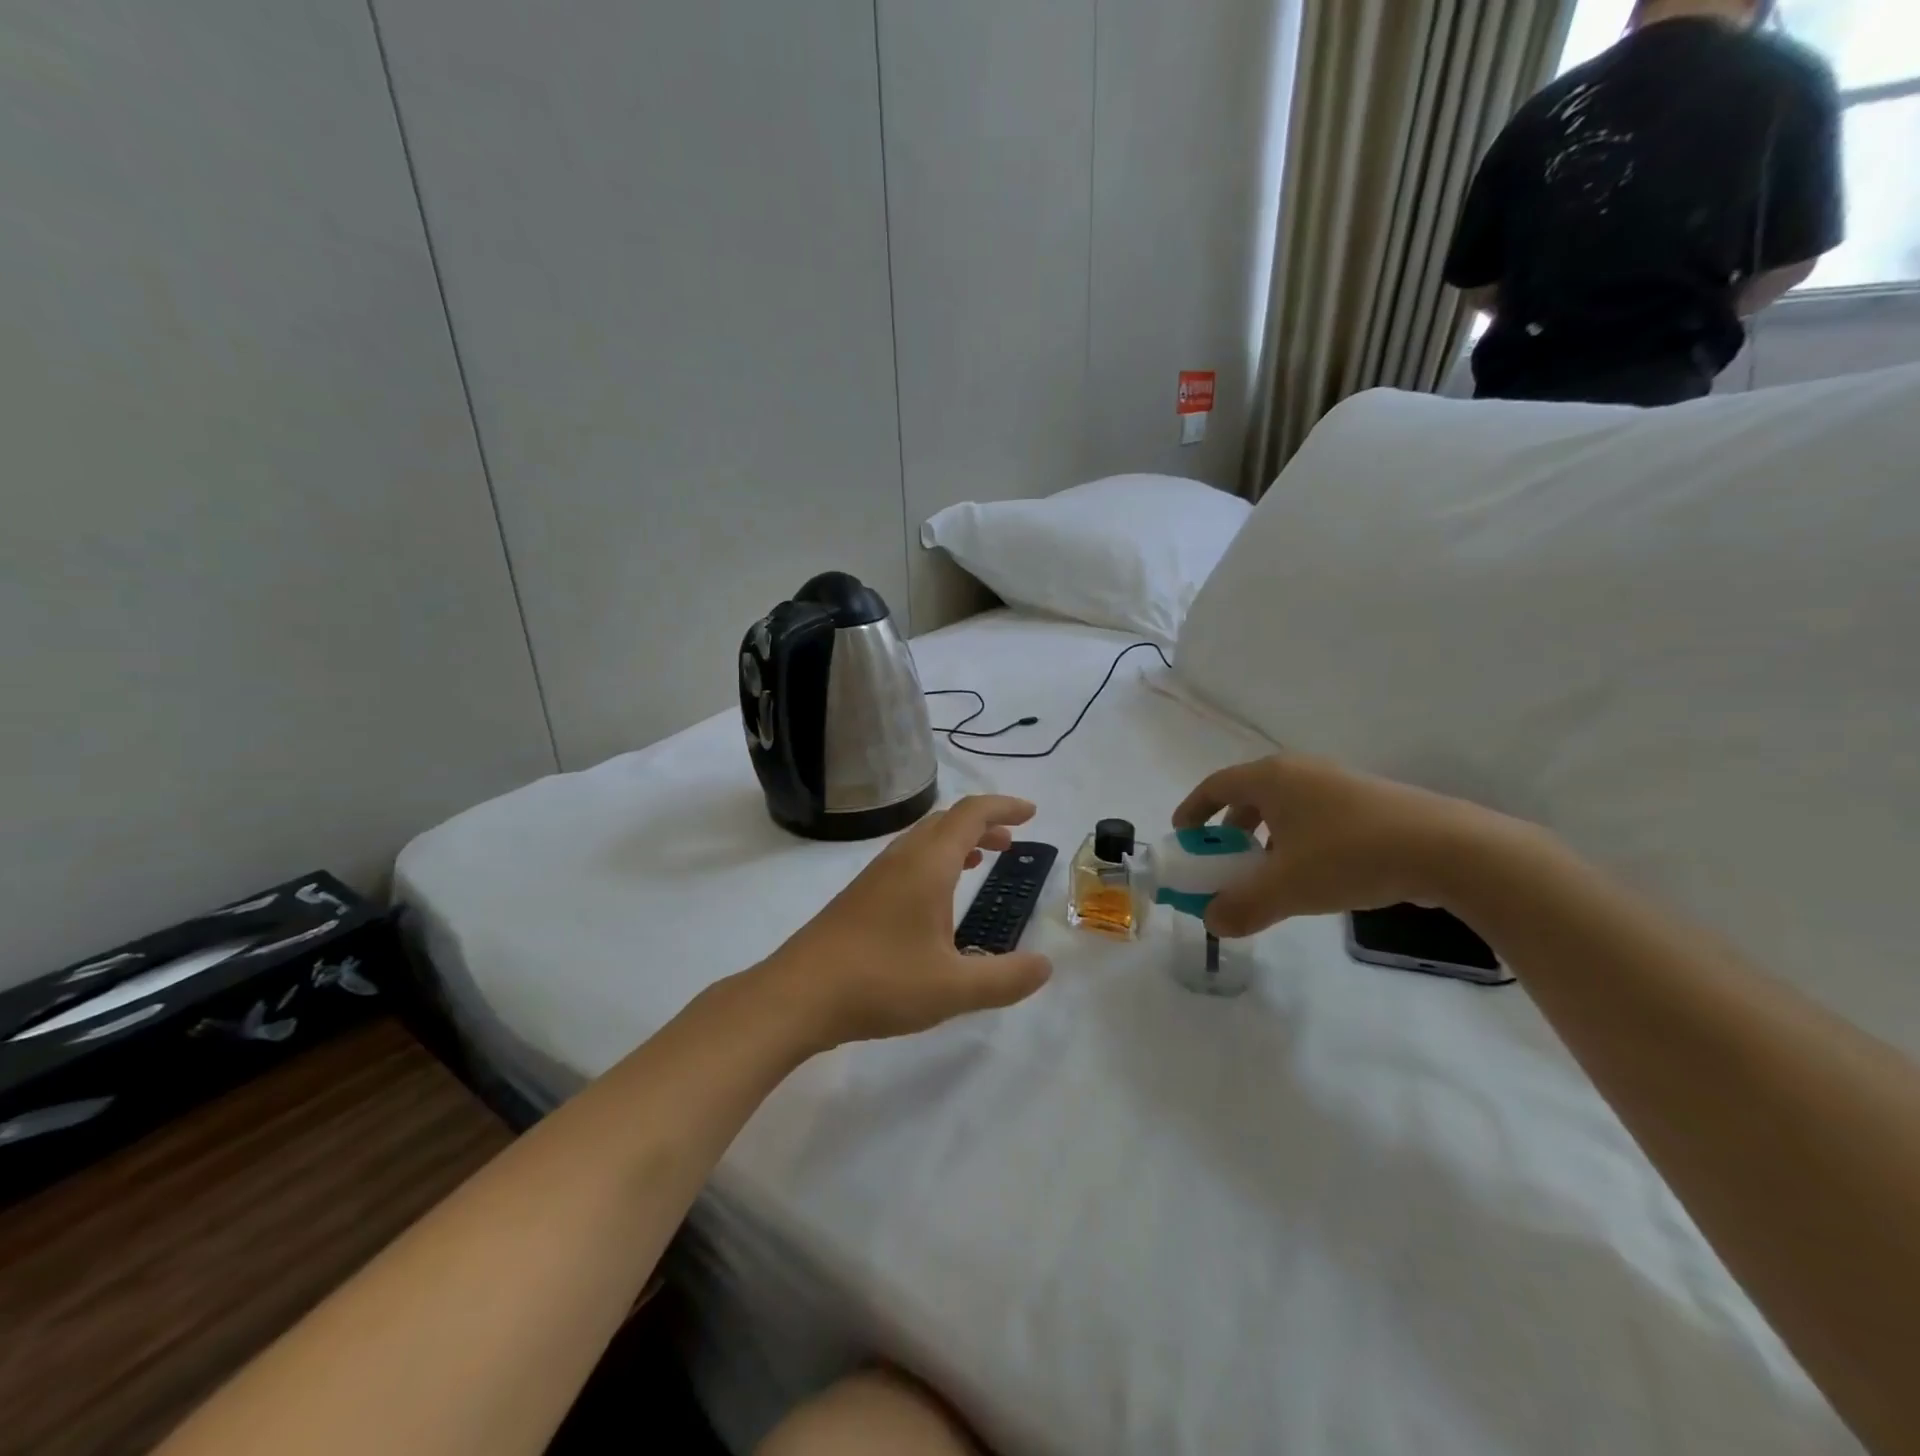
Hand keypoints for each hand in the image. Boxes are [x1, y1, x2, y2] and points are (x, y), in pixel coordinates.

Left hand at [758, 795, 1053, 1048]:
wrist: (797, 996)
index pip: (971, 814)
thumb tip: (1045, 965)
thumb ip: (1005, 978)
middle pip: (947, 821)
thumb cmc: (881, 983)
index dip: (1004, 807)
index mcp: (928, 865)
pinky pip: (907, 860)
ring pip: (924, 840)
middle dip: (983, 824)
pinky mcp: (859, 896)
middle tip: (1012, 842)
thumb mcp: (954, 988)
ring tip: (982, 860)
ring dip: (957, 841)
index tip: (1032, 814)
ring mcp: (876, 876)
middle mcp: (901, 859)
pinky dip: (935, 861)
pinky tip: (936, 899)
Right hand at [1172, 754, 1517, 937]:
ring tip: (1270, 871)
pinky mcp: (1370, 801)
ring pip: (1286, 805)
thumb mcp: (1286, 889)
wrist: (1448, 849)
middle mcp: (1301, 771)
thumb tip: (1213, 922)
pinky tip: (1315, 873)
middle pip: (1250, 793)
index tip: (1183, 835)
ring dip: (1266, 835)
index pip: (1216, 785)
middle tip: (1225, 857)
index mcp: (1272, 778)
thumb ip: (1241, 906)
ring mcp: (1339, 782)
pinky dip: (1298, 838)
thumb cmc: (1350, 856)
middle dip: (1230, 826)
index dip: (1193, 809)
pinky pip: (1315, 814)